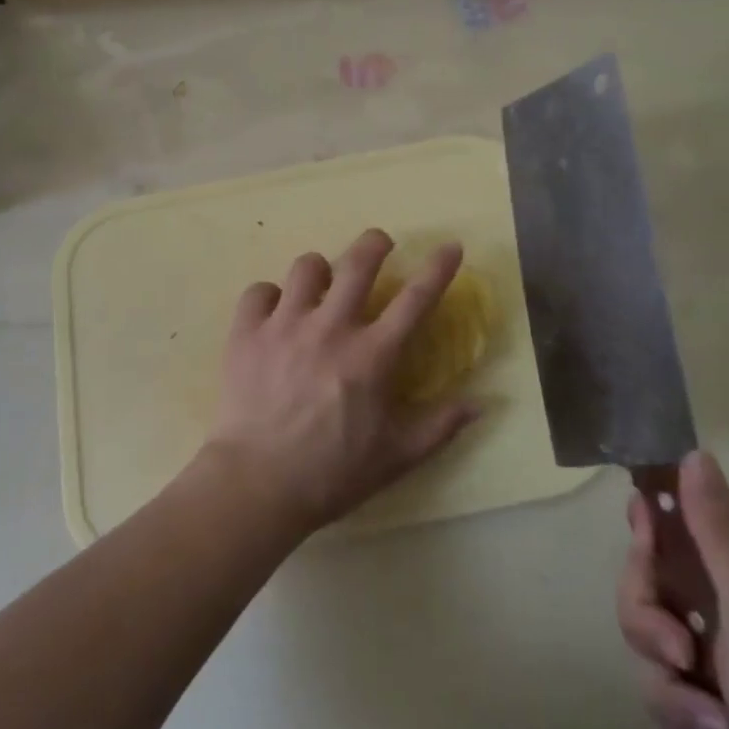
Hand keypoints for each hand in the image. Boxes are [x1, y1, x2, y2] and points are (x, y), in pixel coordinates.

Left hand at [203, 228, 480, 537]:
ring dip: (320, 270)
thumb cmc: (332, 474)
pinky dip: (270, 297)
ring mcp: (285, 324)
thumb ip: (440, 426)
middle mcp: (331, 327)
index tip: (451, 246)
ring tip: (321, 283)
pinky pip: (259, 291)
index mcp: (372, 356)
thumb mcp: (396, 457)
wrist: (257, 485)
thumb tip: (481, 403)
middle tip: (380, 244)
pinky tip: (274, 313)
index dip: (438, 268)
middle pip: (358, 263)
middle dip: (375, 243)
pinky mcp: (247, 331)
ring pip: (306, 267)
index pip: (415, 299)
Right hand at [618, 453, 728, 728]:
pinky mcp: (726, 712)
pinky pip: (676, 707)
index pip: (673, 513)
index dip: (648, 533)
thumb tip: (695, 452)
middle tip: (681, 660)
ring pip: (656, 655)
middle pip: (648, 588)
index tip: (647, 557)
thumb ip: (719, 532)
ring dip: (679, 706)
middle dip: (652, 634)